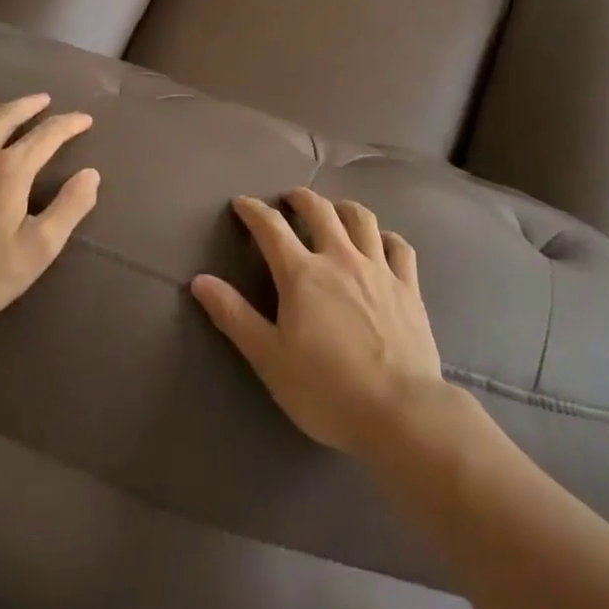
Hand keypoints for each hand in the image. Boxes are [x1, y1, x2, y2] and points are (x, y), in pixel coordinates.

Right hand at [191, 188, 444, 456]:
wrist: (399, 410)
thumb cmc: (326, 390)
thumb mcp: (269, 359)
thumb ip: (234, 316)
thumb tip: (200, 280)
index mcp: (302, 274)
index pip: (271, 228)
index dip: (254, 211)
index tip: (242, 203)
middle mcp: (340, 258)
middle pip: (319, 210)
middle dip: (300, 198)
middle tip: (290, 199)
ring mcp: (378, 268)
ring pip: (361, 218)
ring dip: (342, 207)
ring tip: (334, 210)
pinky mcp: (408, 285)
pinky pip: (399, 246)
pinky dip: (386, 237)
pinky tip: (381, 242)